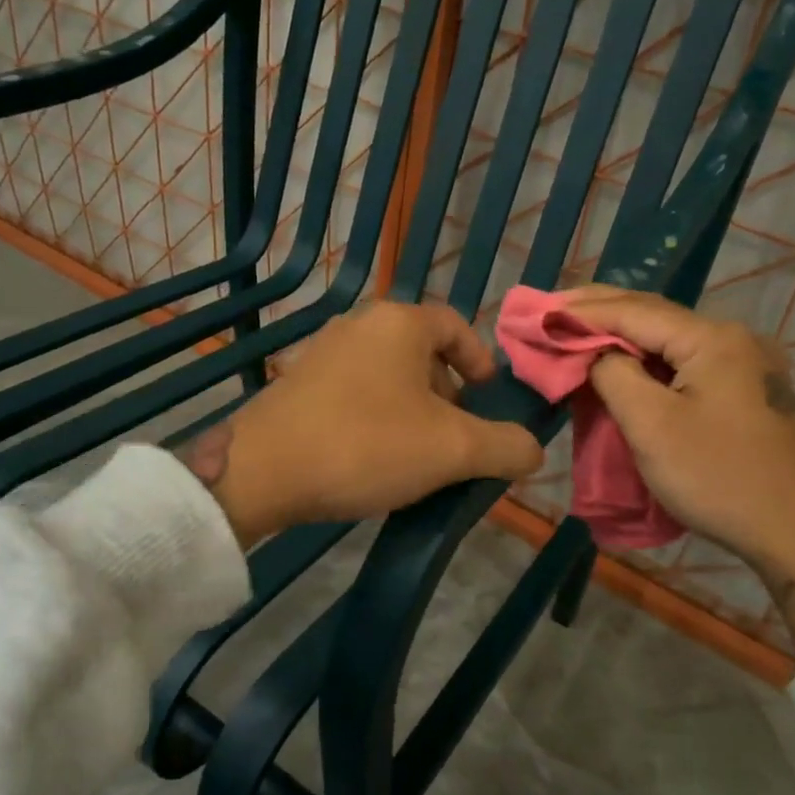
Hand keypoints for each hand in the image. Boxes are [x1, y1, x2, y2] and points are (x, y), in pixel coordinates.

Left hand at [188, 302, 543, 547]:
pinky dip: (376, 418)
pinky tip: (371, 459)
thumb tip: (532, 450)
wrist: (262, 471)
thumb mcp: (452, 450)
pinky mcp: (296, 384)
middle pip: (421, 352)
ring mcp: (321, 352)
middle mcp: (359, 324)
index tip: (487, 399)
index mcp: (400, 323)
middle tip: (454, 438)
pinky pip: (354, 393)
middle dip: (446, 394)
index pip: (455, 326)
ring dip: (411, 410)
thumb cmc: (366, 445)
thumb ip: (506, 447)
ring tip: (415, 455)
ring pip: (387, 375)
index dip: (480, 360)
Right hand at [564, 286, 794, 655]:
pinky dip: (647, 360)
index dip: (582, 310)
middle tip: (551, 310)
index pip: (633, 311)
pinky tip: (624, 363)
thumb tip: (594, 354)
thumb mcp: (651, 425)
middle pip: (654, 316)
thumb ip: (613, 375)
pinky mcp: (747, 393)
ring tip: (578, 331)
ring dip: (622, 336)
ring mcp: (746, 366)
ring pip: (670, 340)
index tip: (538, 311)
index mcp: (713, 339)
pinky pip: (686, 363)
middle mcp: (734, 339)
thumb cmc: (718, 477)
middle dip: (600, 312)